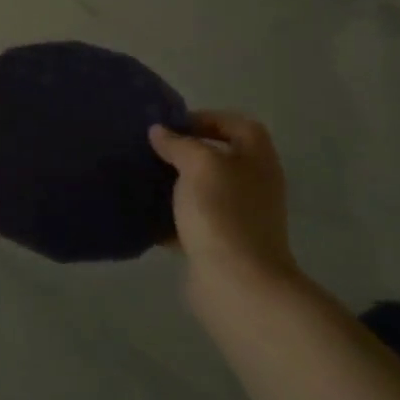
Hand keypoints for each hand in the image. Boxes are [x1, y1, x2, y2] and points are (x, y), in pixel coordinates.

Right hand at [148, 111, 298, 294]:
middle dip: (185, 152)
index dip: (208, 118)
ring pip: (203, 190)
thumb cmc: (222, 212)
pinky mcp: (220, 244)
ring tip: (143, 179)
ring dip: (175, 185)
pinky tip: (144, 215)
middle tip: (151, 151)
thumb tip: (160, 132)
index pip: (238, 125)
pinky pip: (192, 222)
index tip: (172, 126)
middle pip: (220, 157)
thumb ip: (179, 143)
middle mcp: (253, 185)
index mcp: (257, 160)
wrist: (236, 282)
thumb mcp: (198, 164)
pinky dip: (170, 218)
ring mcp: (239, 217)